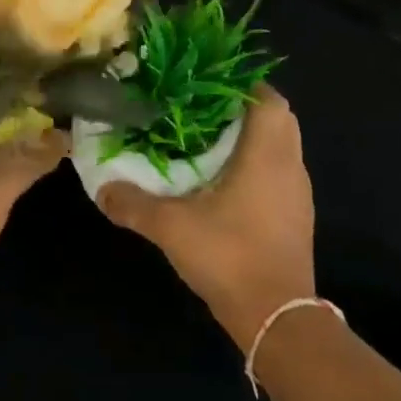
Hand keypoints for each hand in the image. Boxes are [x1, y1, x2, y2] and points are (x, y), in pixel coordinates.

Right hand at [97, 89, 315, 348]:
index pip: (268, 98)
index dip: (241, 85)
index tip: (205, 85)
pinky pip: (278, 175)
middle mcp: (290, 167)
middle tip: (201, 112)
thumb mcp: (171, 227)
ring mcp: (298, 194)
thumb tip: (101, 190)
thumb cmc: (229, 256)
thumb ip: (133, 204)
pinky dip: (255, 167)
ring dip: (250, 139)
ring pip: (280, 149)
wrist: (275, 315)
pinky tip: (221, 185)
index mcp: (267, 155)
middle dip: (242, 110)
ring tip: (206, 143)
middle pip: (278, 119)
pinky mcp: (295, 218)